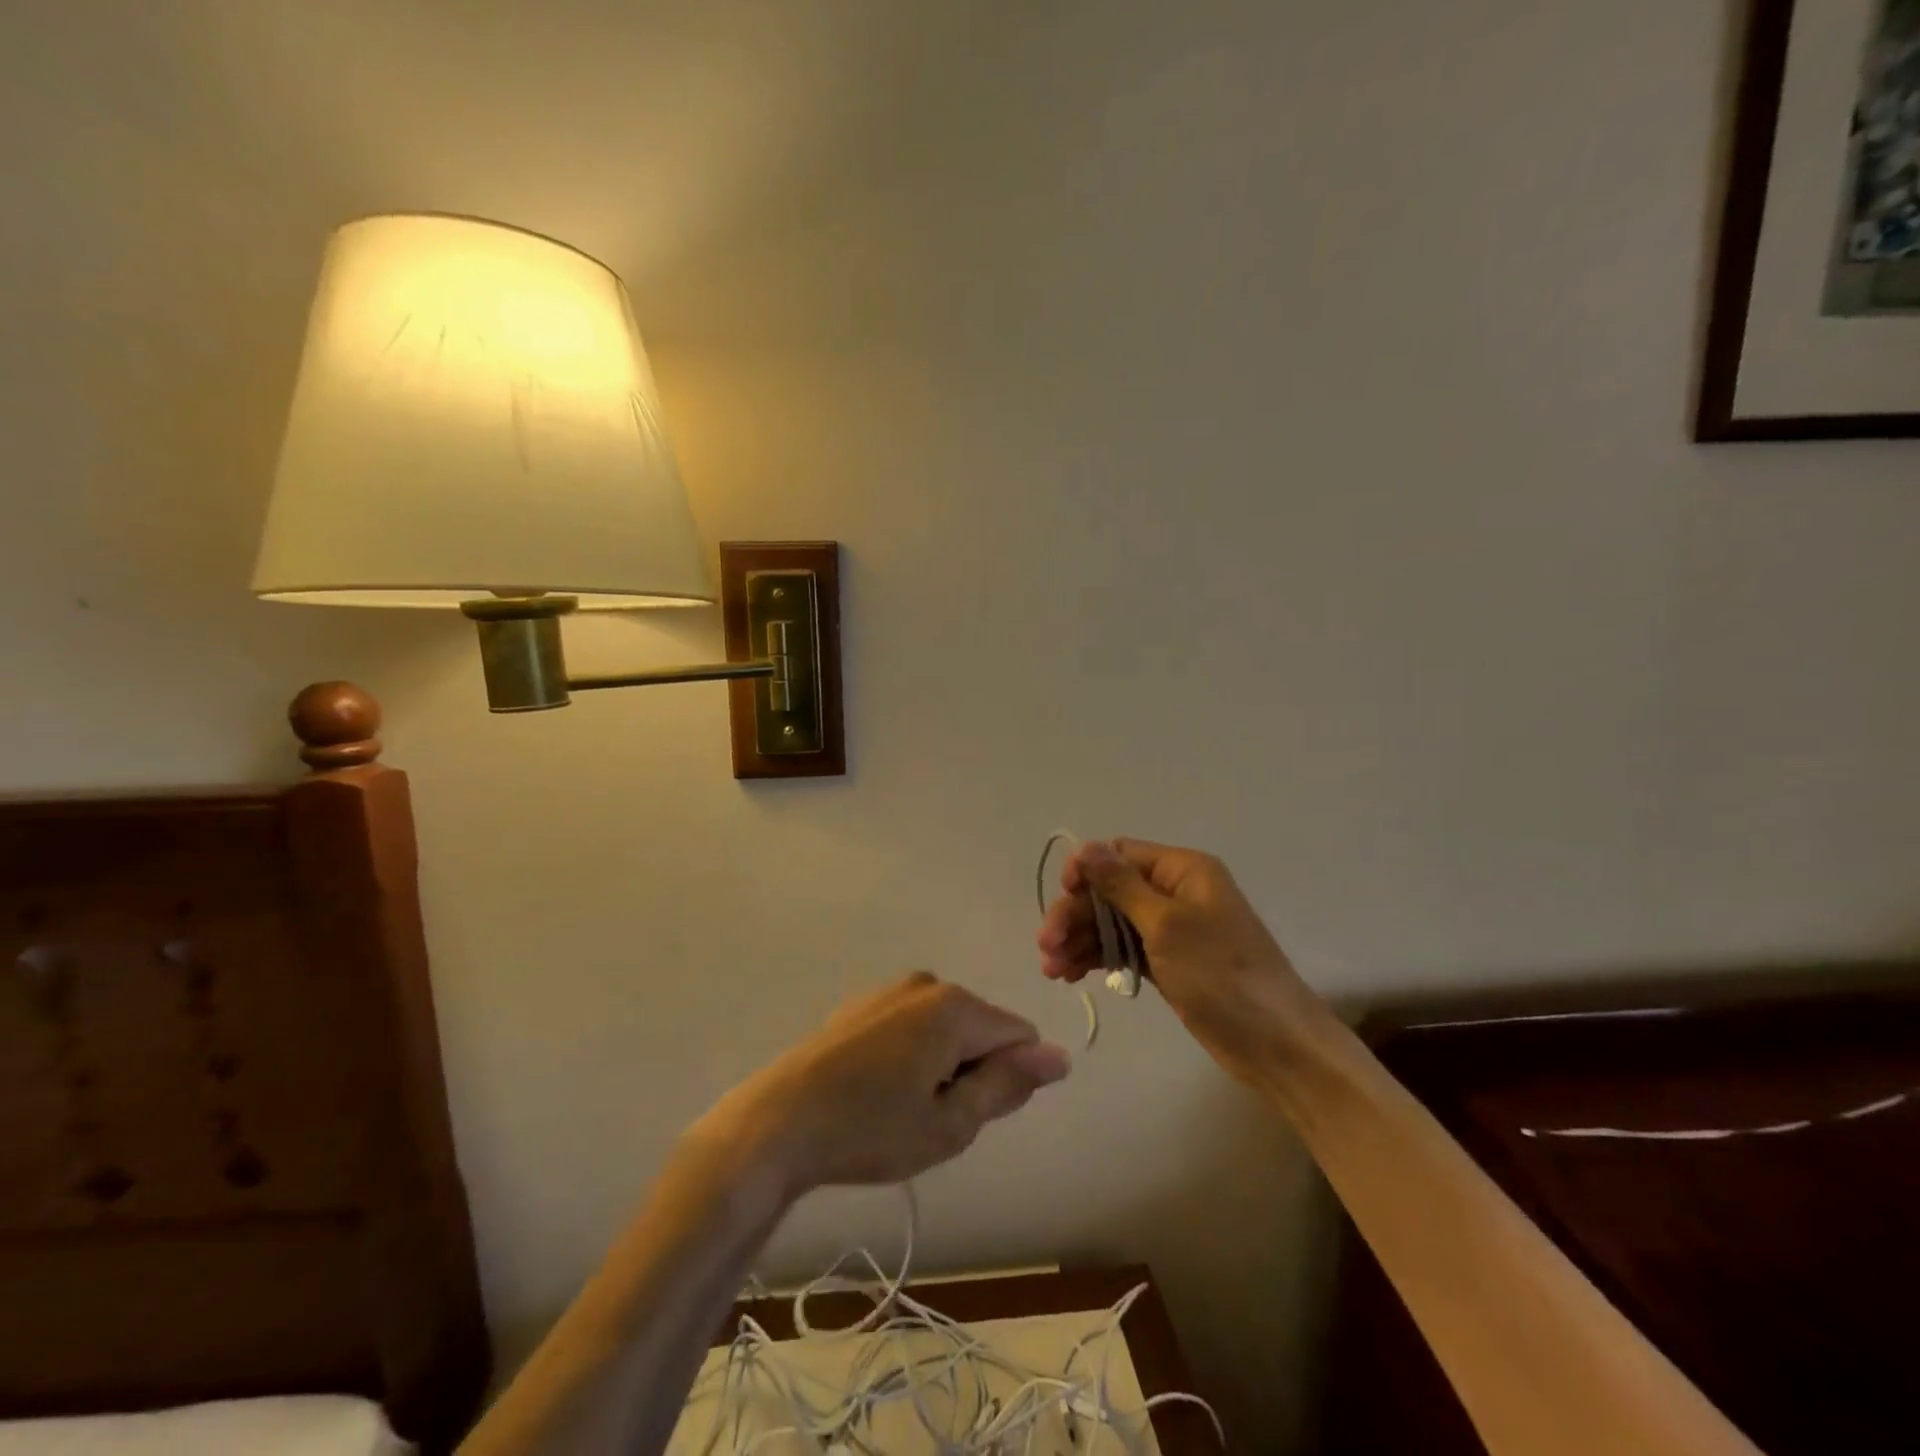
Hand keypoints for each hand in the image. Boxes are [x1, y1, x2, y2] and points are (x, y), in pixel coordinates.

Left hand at [706, 973, 1070, 1196]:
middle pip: (980, 1030)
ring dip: (940, 1067)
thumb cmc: (871, 1130)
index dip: (1006, 1081)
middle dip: (970, 1072)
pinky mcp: (863, 1003)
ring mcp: (891, 989)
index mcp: (955, 1006)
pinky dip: (910, 1056)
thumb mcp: (950, 1123)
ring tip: (898, 1108)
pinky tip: (874, 1090)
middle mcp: (928, 983)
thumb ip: (1008, 1084)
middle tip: (928, 1118)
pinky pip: (912, 1026)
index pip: (1019, 1036)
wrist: (778, 1123)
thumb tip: (1059, 1056)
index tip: (966, 1114)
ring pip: (946, 1029)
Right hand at [1038, 839, 1320, 1078]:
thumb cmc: (1222, 975)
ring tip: (1052, 971)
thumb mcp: (1167, 925)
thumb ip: (1121, 885)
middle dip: (1076, 914)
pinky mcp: (1168, 963)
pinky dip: (1097, 958)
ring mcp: (1172, 930)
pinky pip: (1123, 949)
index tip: (1063, 896)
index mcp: (1183, 870)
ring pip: (1112, 923)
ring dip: (1080, 940)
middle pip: (1110, 891)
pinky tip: (1070, 975)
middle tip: (1046, 946)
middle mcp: (1175, 892)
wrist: (1275, 1044)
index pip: (1120, 854)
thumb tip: (1085, 847)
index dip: (1086, 871)